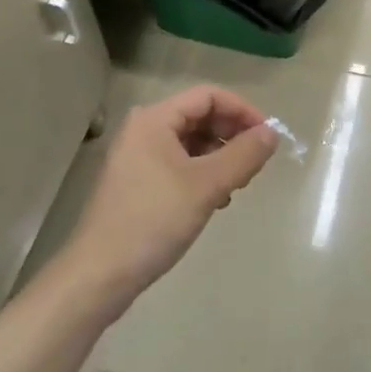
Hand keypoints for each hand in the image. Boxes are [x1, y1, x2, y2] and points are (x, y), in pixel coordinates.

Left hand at [65, 84, 278, 314]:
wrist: (98, 275)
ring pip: (190, 142)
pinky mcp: (136, 182)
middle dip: (231, 136)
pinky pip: (178, 164)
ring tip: (236, 187)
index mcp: (155, 118)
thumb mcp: (206, 186)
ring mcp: (137, 156)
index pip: (209, 96)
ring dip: (218, 158)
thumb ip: (243, 155)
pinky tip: (214, 201)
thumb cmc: (153, 220)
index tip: (268, 138)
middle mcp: (144, 128)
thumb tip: (272, 132)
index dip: (242, 111)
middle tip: (254, 165)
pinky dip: (201, 175)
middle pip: (199, 116)